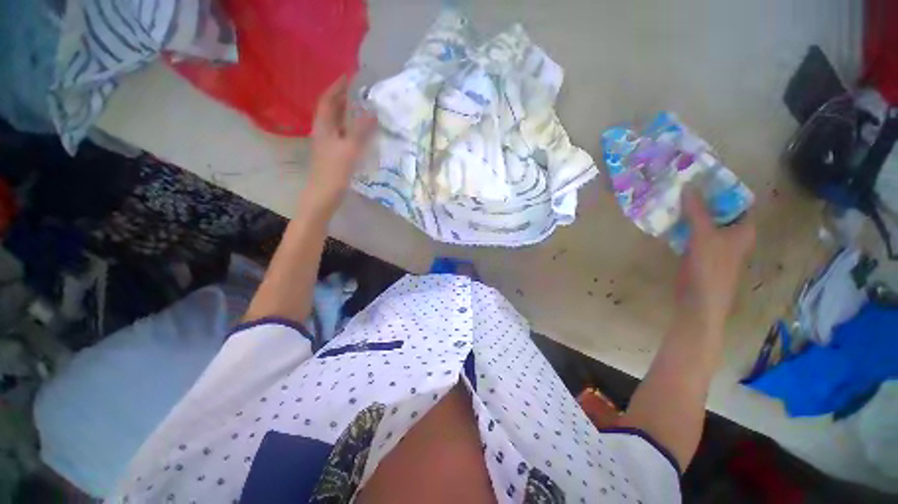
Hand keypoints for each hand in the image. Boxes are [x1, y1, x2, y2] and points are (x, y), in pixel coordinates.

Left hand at [302, 76, 375, 211]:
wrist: (323, 194)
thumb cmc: (334, 171)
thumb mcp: (349, 149)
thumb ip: (361, 130)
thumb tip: (373, 113)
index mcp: (323, 126)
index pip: (328, 100)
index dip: (337, 87)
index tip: (349, 76)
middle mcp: (323, 131)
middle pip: (331, 109)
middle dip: (343, 98)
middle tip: (359, 91)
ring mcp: (327, 143)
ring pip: (337, 122)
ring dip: (347, 113)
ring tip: (362, 107)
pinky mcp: (333, 153)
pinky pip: (342, 134)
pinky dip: (351, 128)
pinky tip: (361, 132)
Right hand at [676, 187, 755, 332]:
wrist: (699, 300)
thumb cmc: (710, 268)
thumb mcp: (704, 236)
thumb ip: (697, 211)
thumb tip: (688, 185)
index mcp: (743, 228)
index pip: (737, 200)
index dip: (722, 186)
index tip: (702, 175)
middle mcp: (732, 233)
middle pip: (718, 209)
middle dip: (702, 197)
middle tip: (682, 183)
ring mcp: (715, 243)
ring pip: (703, 220)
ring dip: (690, 210)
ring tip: (672, 196)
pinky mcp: (699, 251)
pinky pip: (692, 231)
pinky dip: (683, 223)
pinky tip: (669, 217)